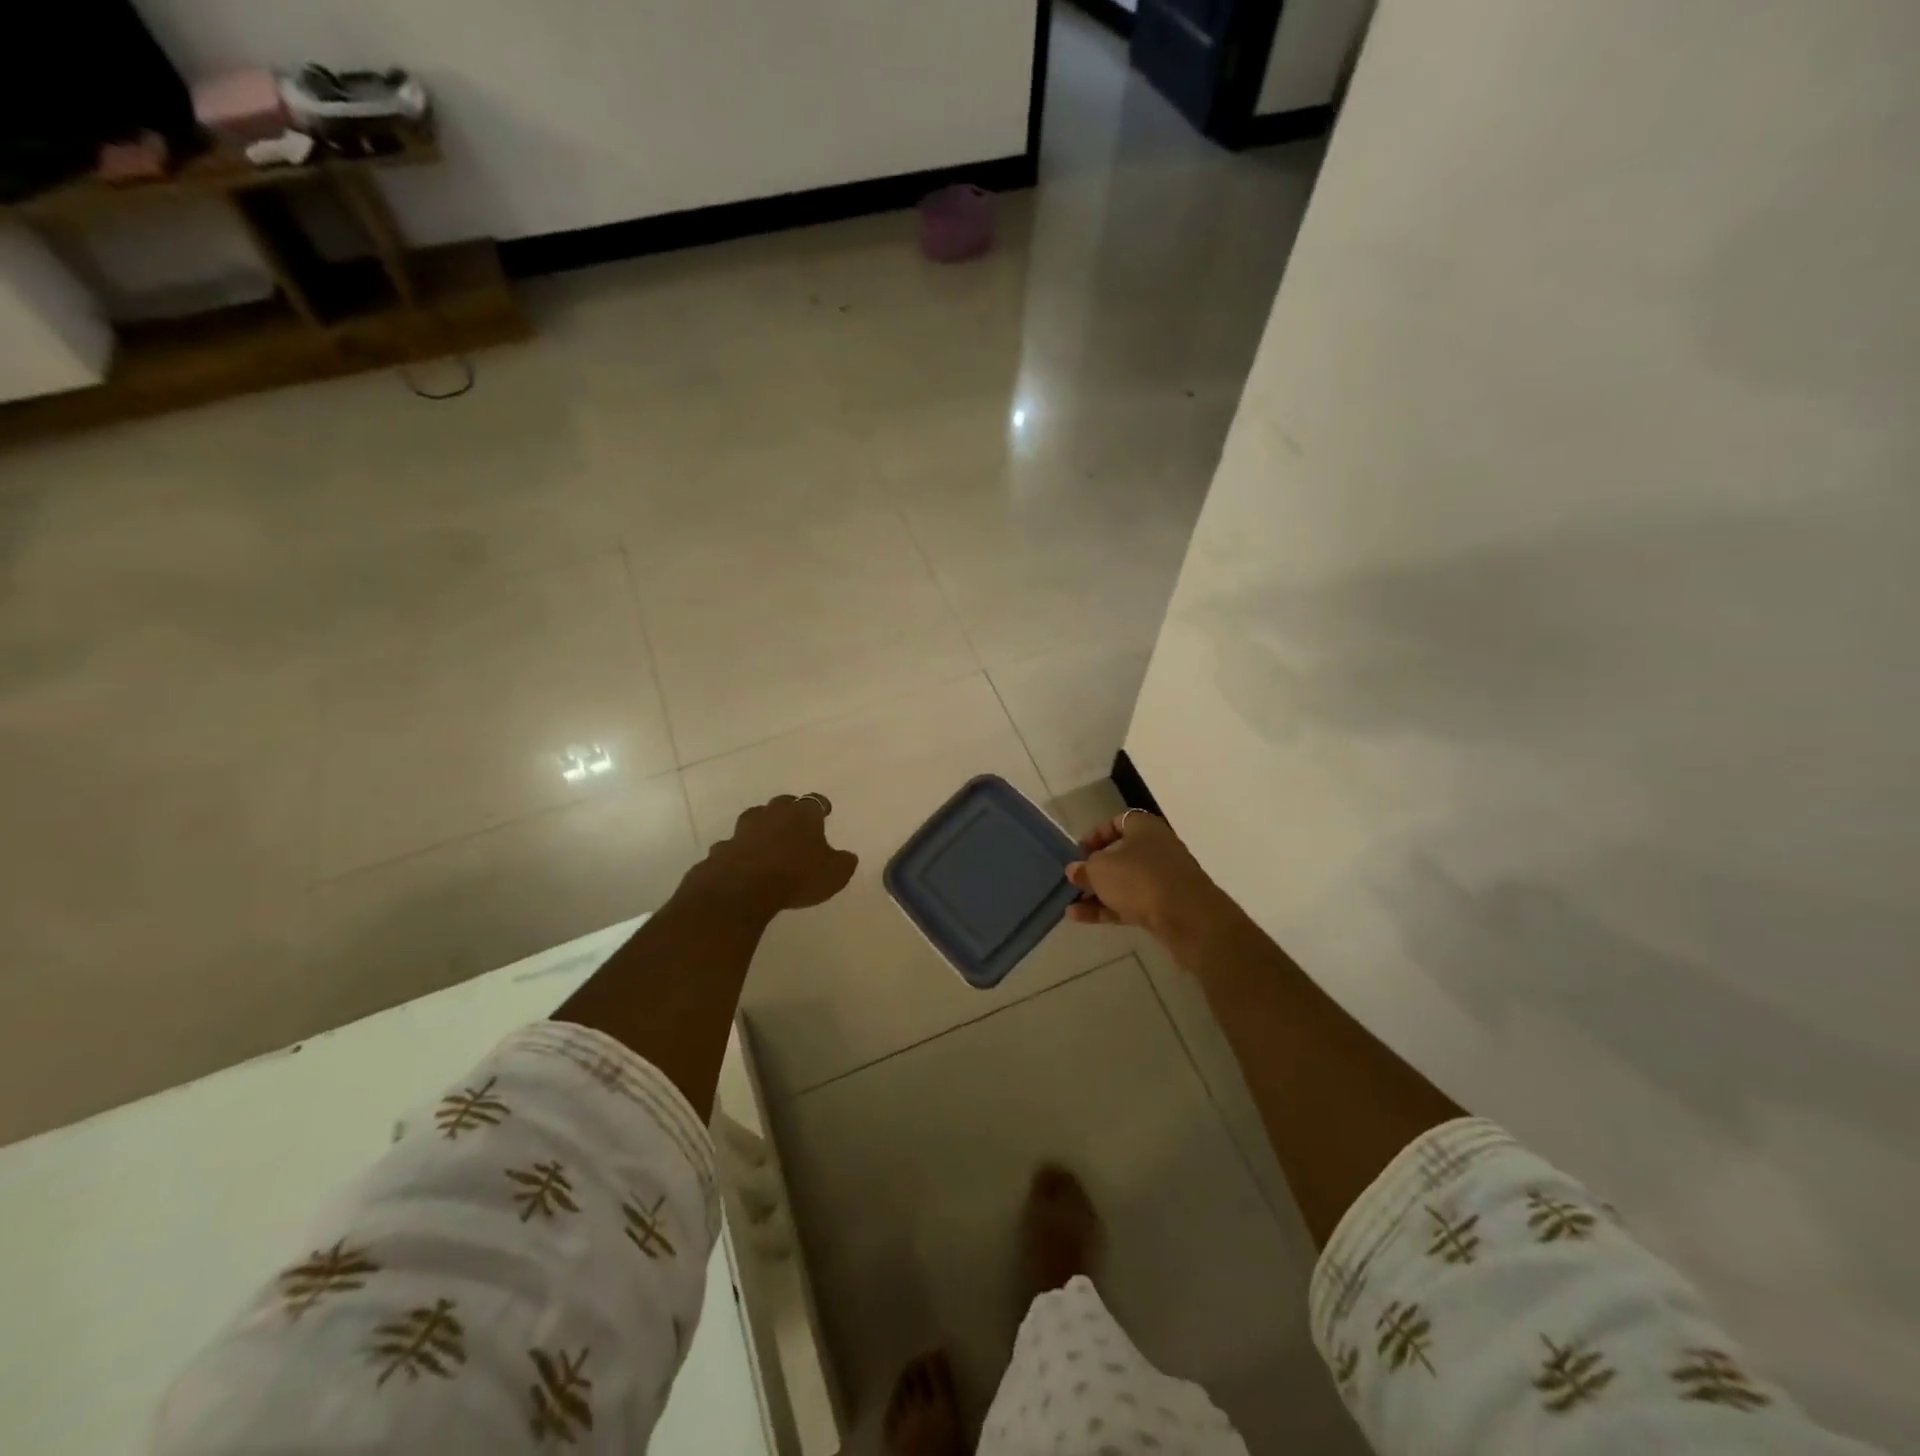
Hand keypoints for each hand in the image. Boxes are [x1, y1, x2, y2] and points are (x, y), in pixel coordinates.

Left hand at [696, 794, 858, 914]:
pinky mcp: (723, 848)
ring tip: (767, 839)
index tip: (825, 811)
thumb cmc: (797, 876)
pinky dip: (739, 850)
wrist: (743, 888)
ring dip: (762, 826)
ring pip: (754, 819)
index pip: (815, 802)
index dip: (821, 806)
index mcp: (803, 815)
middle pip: (782, 803)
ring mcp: (744, 829)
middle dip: (789, 811)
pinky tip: (743, 861)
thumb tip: (848, 856)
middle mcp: (773, 814)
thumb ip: (843, 863)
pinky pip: (734, 845)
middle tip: (795, 823)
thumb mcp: (834, 875)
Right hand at [1065, 810, 1227, 939]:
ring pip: (1124, 882)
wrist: (1187, 917)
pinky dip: (1107, 909)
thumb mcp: (1100, 869)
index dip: (1095, 834)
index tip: (1078, 851)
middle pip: (1120, 854)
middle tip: (1074, 879)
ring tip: (1070, 904)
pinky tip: (1080, 918)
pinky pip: (1130, 903)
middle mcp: (1157, 848)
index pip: (1117, 822)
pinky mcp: (1165, 906)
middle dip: (1095, 868)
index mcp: (1144, 827)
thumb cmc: (1139, 878)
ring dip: (1097, 892)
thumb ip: (1084, 868)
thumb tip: (1075, 870)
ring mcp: (1163, 879)